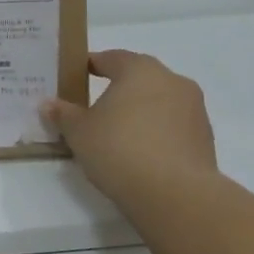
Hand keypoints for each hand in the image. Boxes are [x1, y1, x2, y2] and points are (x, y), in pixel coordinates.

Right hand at [43, 50, 217, 205]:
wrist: (176, 195)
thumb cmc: (119, 149)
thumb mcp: (79, 132)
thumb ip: (63, 114)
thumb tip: (48, 104)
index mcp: (140, 69)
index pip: (111, 58)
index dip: (91, 65)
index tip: (76, 75)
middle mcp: (172, 81)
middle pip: (139, 78)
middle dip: (118, 88)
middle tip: (95, 105)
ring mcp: (194, 110)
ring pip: (159, 102)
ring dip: (140, 111)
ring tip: (118, 133)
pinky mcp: (205, 139)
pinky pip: (173, 126)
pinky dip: (156, 132)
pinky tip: (140, 152)